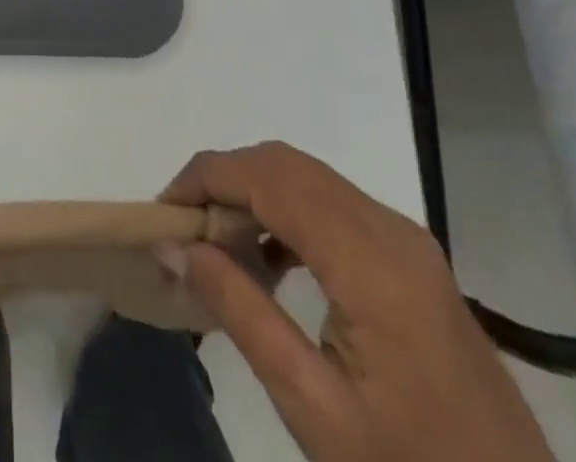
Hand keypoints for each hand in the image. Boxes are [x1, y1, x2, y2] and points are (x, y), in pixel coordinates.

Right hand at [161, 143, 552, 461]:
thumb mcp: (316, 411)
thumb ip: (243, 315)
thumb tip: (176, 247)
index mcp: (372, 263)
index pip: (270, 179)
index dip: (207, 177)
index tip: (164, 209)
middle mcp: (390, 229)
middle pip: (286, 164)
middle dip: (224, 179)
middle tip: (184, 227)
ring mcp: (406, 239)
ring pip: (308, 176)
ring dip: (253, 191)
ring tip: (216, 244)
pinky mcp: (411, 256)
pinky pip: (332, 203)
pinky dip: (285, 210)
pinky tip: (266, 259)